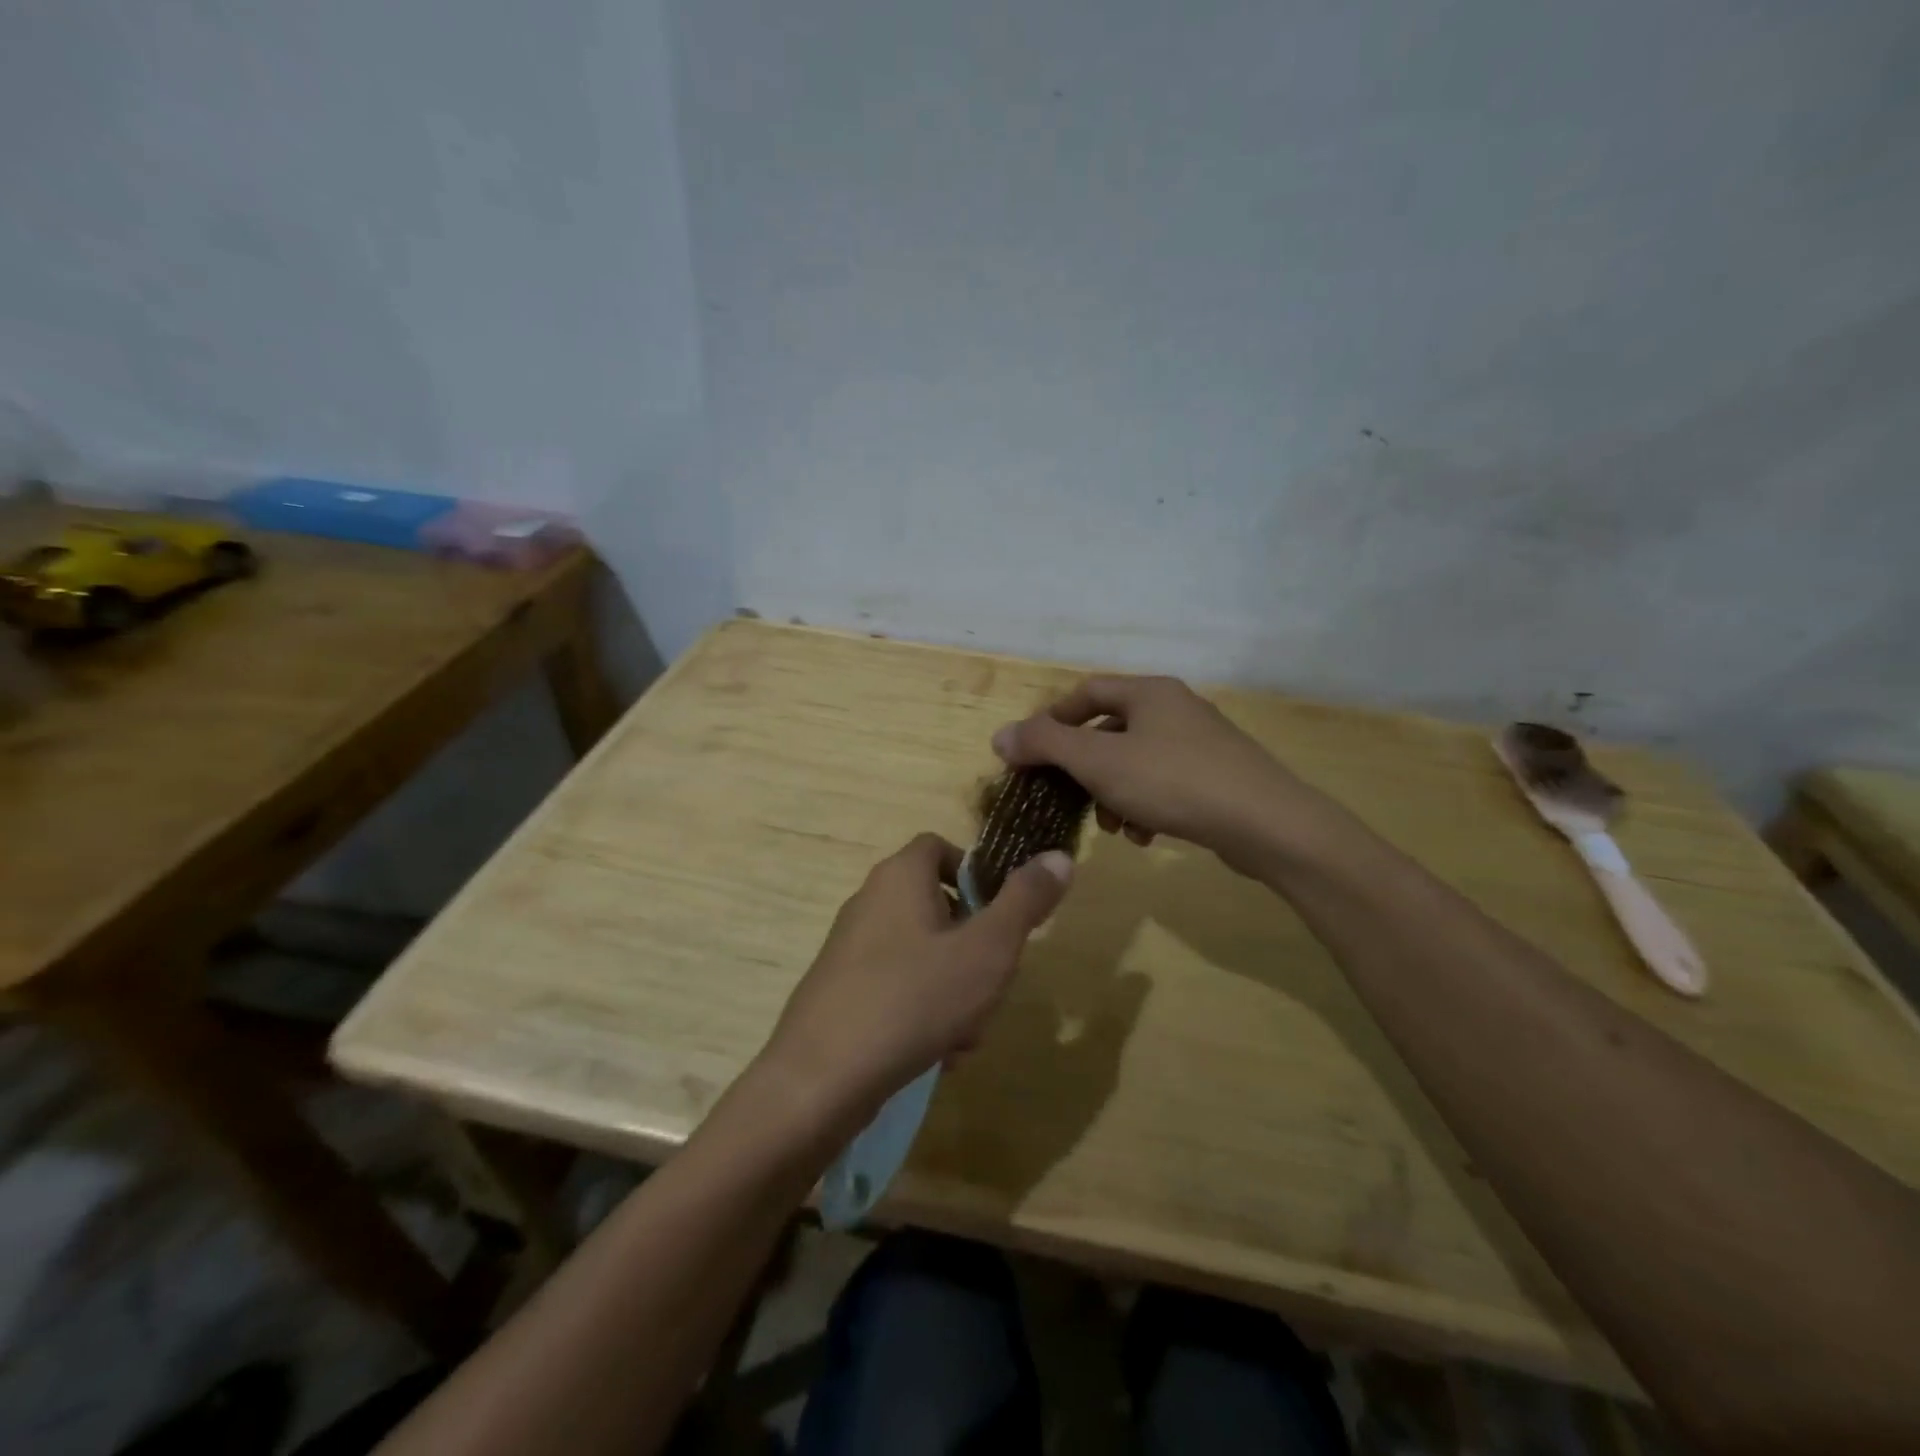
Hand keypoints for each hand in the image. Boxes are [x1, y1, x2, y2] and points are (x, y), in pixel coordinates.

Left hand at [762, 833, 1071, 1129]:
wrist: (821, 1078)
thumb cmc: (914, 999)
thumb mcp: (988, 949)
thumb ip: (1025, 901)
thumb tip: (1060, 856)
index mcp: (900, 877)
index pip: (940, 848)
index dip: (975, 873)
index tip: (1000, 915)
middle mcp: (869, 901)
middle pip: (936, 906)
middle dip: (973, 947)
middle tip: (991, 986)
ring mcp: (850, 948)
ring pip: (922, 954)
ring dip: (954, 989)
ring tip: (965, 1035)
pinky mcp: (841, 990)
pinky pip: (897, 987)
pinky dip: (922, 1011)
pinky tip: (935, 1054)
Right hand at [992, 675, 1318, 874]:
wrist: (1266, 824)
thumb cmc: (1173, 781)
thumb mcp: (1099, 762)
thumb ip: (1045, 745)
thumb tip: (1000, 736)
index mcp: (1148, 692)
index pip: (1086, 692)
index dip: (1053, 720)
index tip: (1032, 756)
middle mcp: (1175, 708)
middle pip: (1110, 730)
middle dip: (1084, 768)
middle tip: (1069, 798)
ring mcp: (1201, 743)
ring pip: (1135, 762)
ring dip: (1113, 793)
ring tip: (1113, 827)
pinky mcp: (1217, 777)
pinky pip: (1164, 784)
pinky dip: (1144, 806)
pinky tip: (1145, 835)